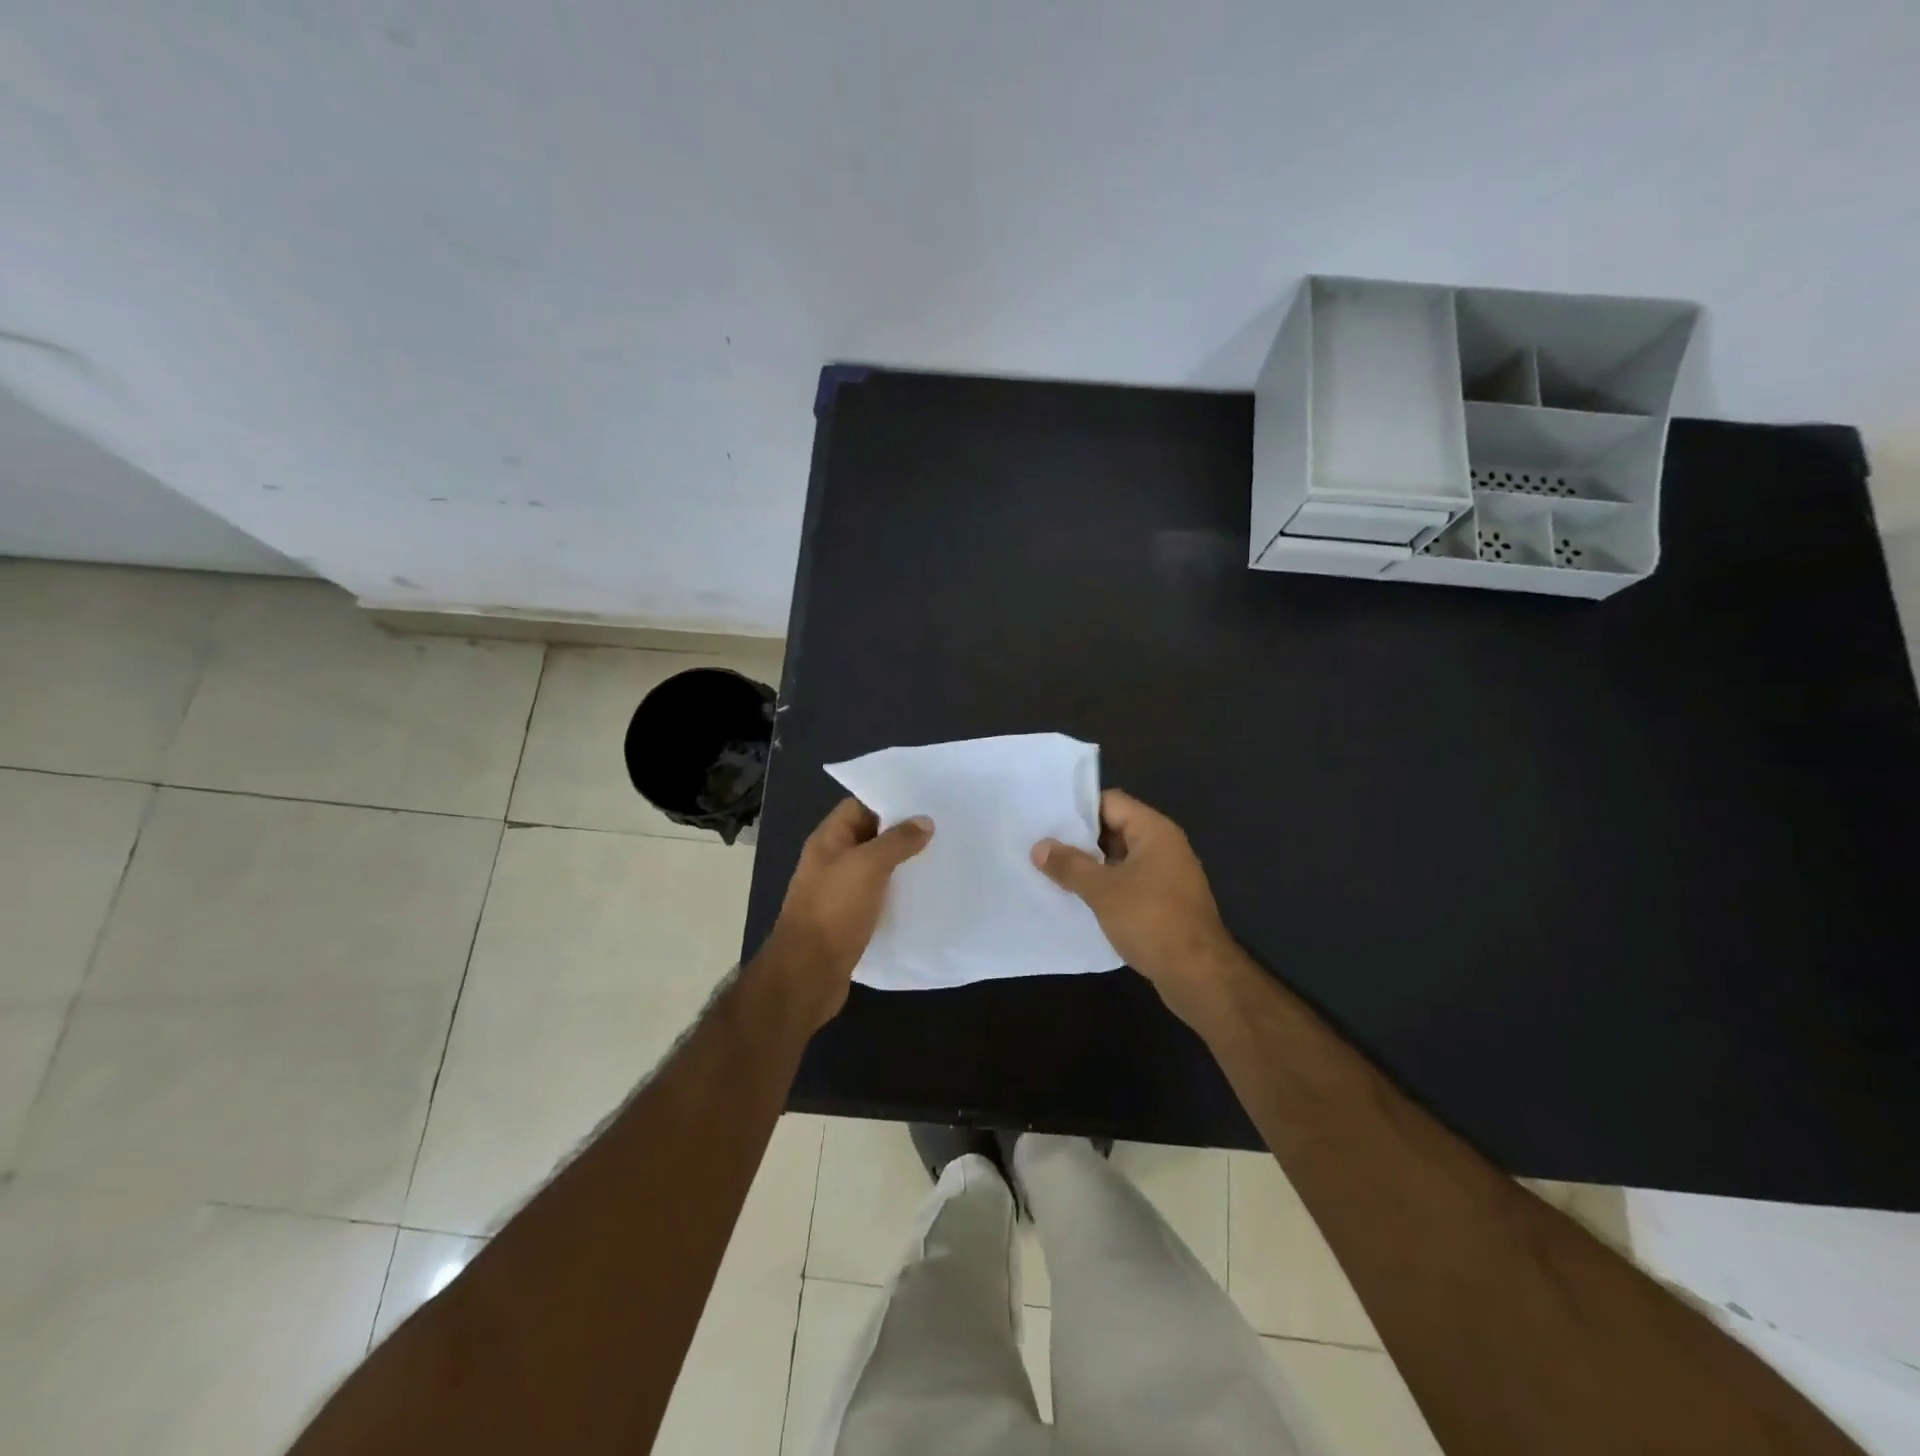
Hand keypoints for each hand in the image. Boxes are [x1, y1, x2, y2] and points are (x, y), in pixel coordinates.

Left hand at [758, 798, 931, 1029]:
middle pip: (870, 836)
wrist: (808, 973)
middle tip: (942, 828)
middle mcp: (832, 861)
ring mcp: (840, 891)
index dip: (889, 800)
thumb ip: (897, 841)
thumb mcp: (868, 866)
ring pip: (876, 868)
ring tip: (940, 857)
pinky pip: (878, 896)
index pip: (859, 806)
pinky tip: (924, 894)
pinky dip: (898, 893)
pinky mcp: (850, 919)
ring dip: (903, 864)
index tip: (925, 800)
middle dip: (902, 832)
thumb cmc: (834, 910)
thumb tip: (924, 821)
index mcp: (828, 840)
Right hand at [1032, 789, 1241, 1024]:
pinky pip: (1128, 882)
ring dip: (1090, 865)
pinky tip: (1077, 897)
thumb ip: (1070, 865)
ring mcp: (1166, 875)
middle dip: (1079, 838)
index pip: (1111, 802)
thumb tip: (1039, 847)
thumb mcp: (1103, 891)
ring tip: (1051, 870)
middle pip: (1115, 828)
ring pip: (1119, 859)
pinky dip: (1104, 886)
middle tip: (1041, 845)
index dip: (1078, 808)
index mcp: (1154, 831)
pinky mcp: (1164, 902)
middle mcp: (1163, 846)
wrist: (1199, 975)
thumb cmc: (1151, 920)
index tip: (1046, 818)